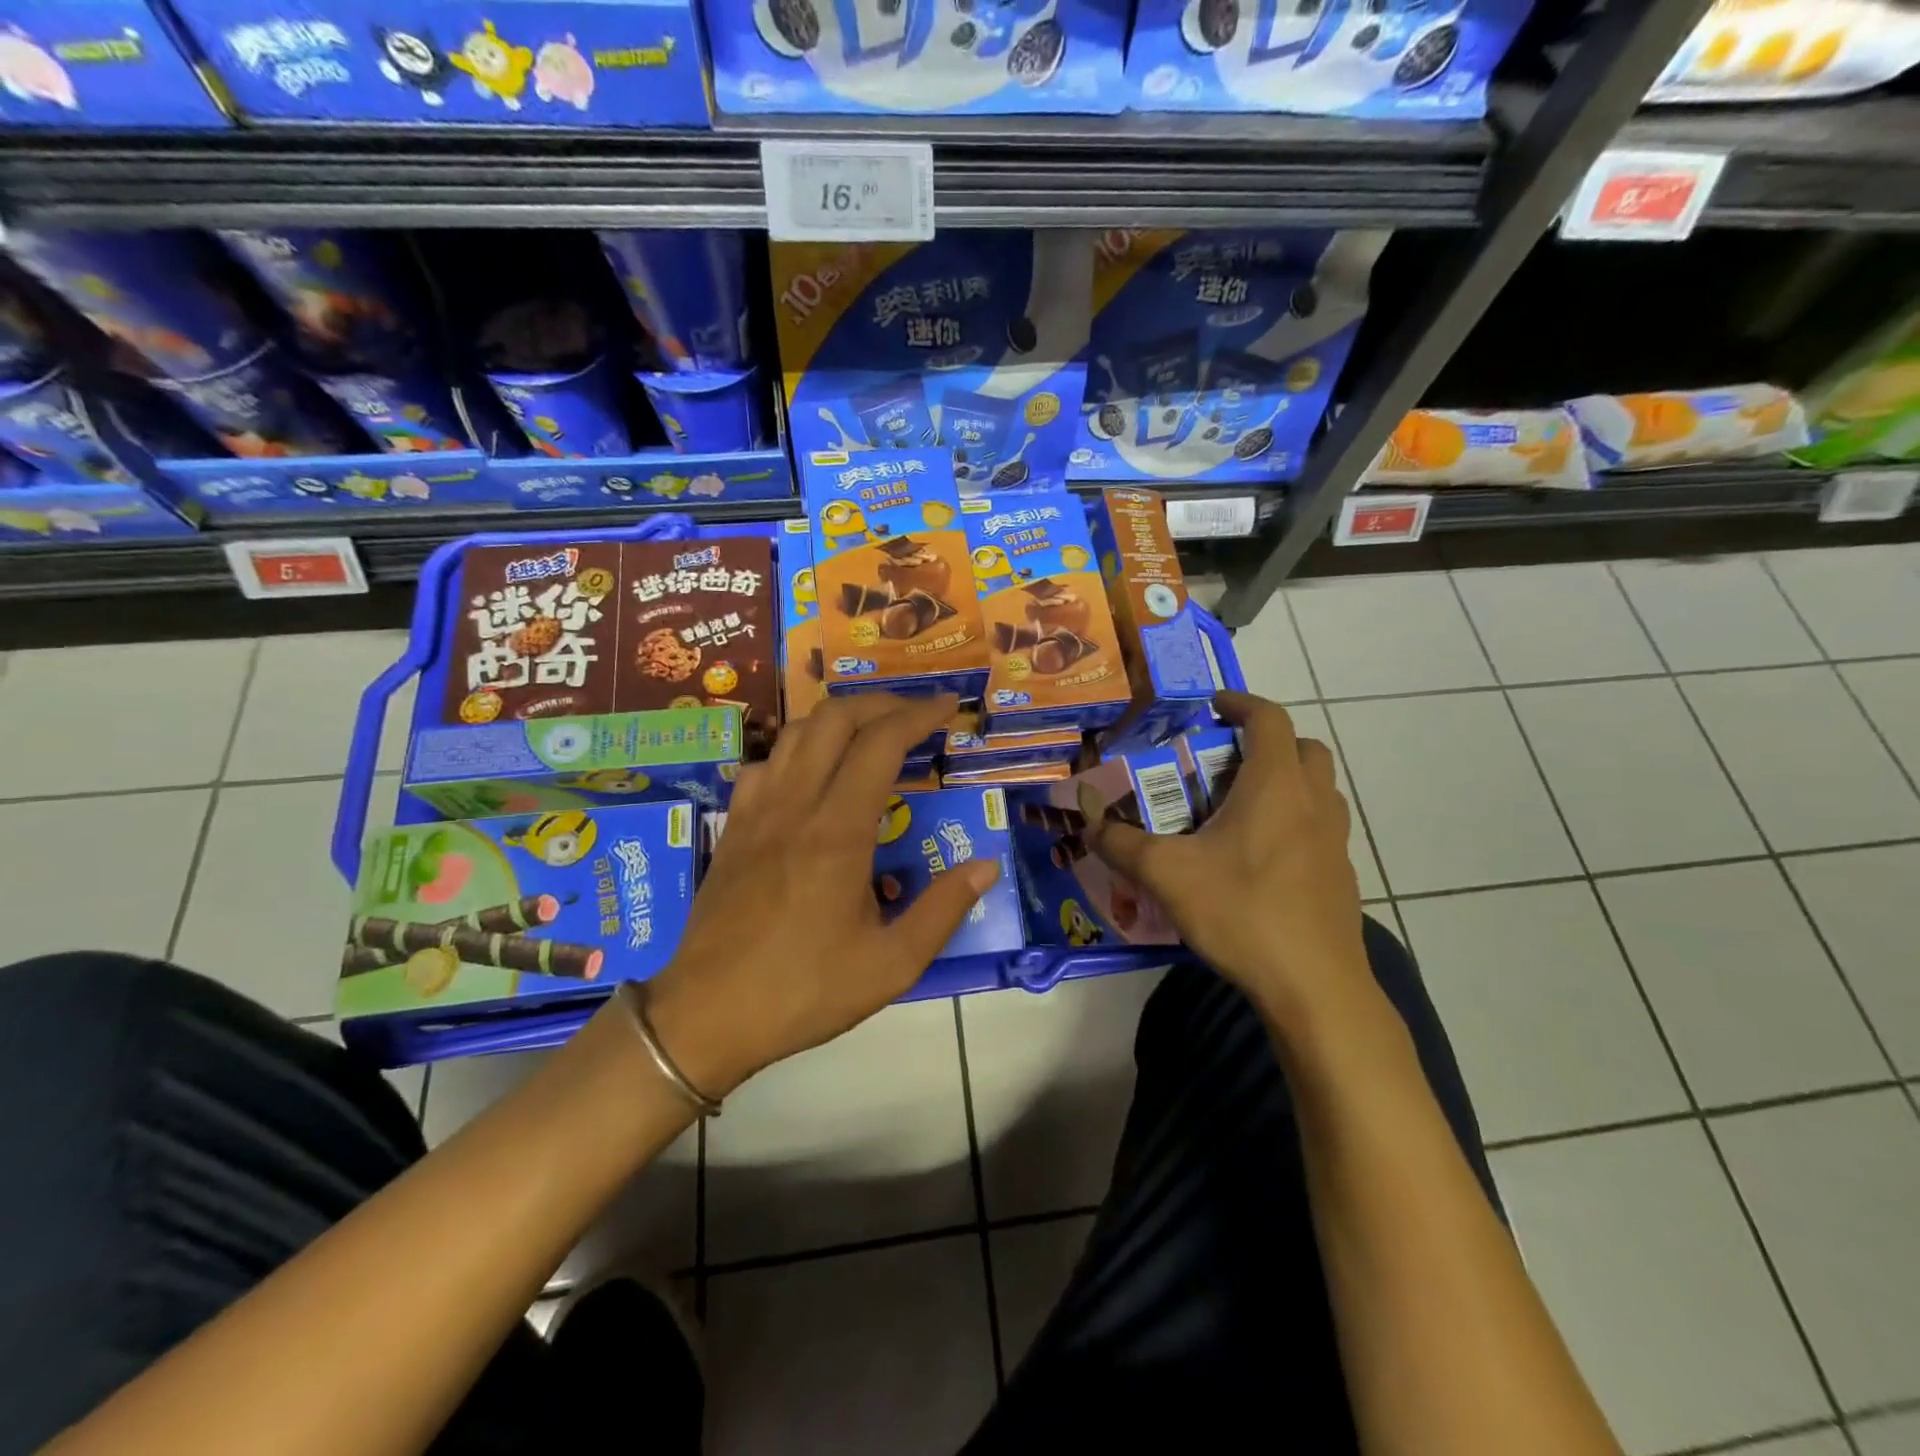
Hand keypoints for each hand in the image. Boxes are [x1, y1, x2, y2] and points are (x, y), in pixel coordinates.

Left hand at [640, 693, 999, 1099]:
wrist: (705, 1016)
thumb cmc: (803, 991)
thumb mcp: (890, 966)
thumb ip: (943, 911)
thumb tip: (986, 866)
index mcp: (838, 832)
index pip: (881, 743)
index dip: (919, 715)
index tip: (948, 707)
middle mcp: (795, 805)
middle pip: (835, 719)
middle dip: (882, 703)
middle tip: (916, 715)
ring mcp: (756, 811)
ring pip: (797, 733)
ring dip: (840, 719)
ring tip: (872, 733)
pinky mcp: (733, 826)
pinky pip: (766, 763)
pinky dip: (798, 749)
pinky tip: (813, 773)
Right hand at [1080, 691, 1371, 1030]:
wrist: (1314, 986)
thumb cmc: (1242, 912)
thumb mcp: (1168, 875)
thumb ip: (1122, 844)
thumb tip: (1088, 823)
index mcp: (1275, 786)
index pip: (1268, 718)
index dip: (1240, 703)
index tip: (1212, 706)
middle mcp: (1313, 802)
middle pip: (1302, 748)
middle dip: (1265, 741)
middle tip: (1224, 759)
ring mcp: (1334, 840)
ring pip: (1316, 788)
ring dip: (1283, 780)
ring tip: (1237, 805)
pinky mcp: (1340, 874)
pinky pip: (1318, 825)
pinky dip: (1292, 819)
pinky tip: (1256, 856)